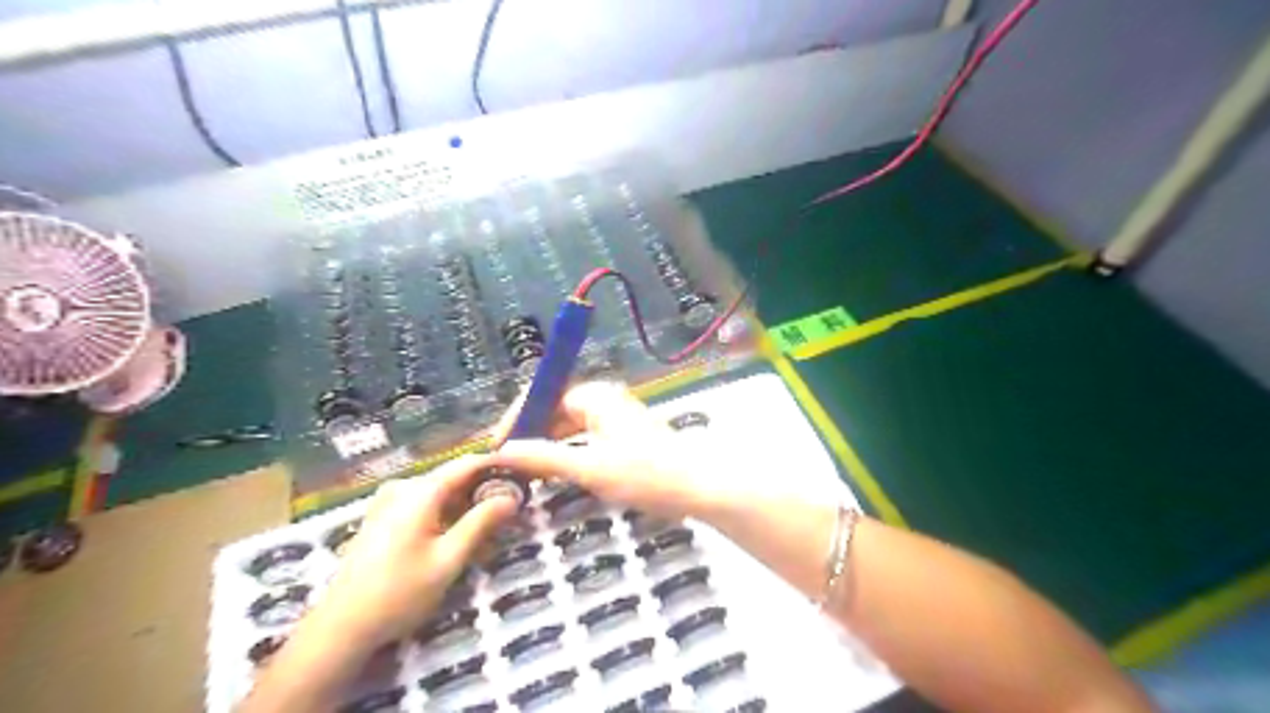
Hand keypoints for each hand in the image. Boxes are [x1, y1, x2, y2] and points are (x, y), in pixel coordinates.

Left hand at [312, 456, 516, 650]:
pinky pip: (424, 505)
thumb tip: (511, 498)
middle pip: (454, 478)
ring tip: (492, 527)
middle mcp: (404, 488)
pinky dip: (447, 515)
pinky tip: (460, 537)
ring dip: (467, 506)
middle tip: (513, 506)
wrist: (340, 627)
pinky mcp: (382, 518)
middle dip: (484, 490)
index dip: (497, 464)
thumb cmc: (399, 593)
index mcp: (420, 491)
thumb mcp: (449, 559)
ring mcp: (389, 502)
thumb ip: (481, 523)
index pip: (468, 464)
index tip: (523, 471)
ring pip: (440, 493)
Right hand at [489, 382, 728, 520]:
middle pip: (555, 409)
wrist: (700, 488)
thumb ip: (545, 458)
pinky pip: (586, 438)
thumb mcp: (590, 468)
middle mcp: (604, 400)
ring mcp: (617, 418)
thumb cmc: (646, 474)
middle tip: (509, 464)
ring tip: (527, 472)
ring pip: (570, 426)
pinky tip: (558, 473)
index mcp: (595, 396)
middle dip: (531, 433)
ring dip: (549, 445)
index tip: (498, 447)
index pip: (543, 395)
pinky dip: (569, 453)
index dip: (517, 418)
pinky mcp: (625, 437)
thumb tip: (504, 452)